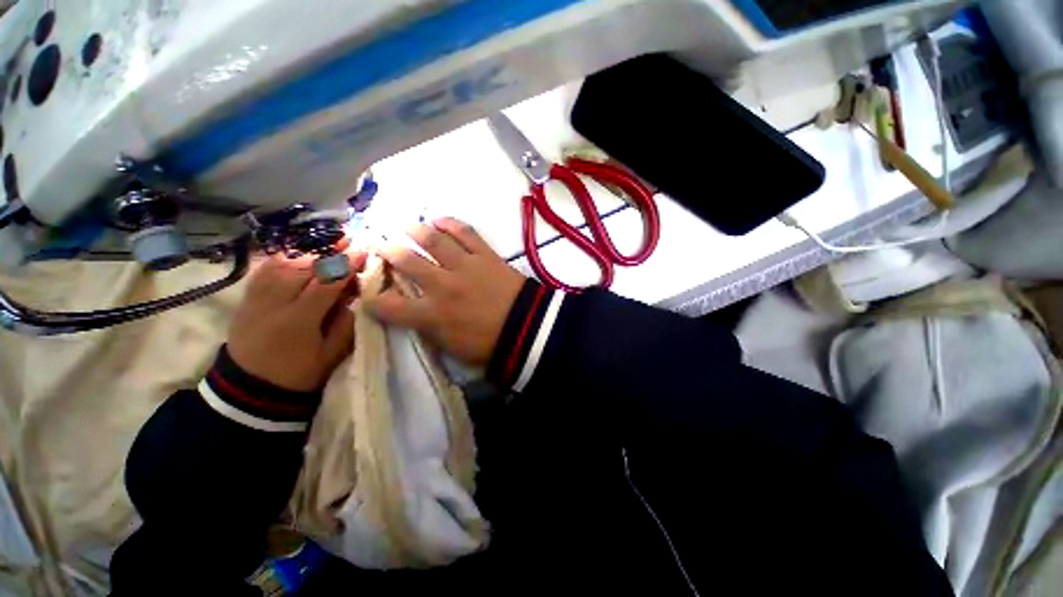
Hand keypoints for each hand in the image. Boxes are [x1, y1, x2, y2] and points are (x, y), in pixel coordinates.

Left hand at [227, 251, 367, 391]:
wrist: (248, 389)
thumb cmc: (298, 375)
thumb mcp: (331, 356)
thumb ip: (346, 325)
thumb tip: (358, 297)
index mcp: (298, 320)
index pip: (325, 284)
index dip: (345, 266)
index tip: (363, 252)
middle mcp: (273, 304)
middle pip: (303, 269)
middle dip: (328, 254)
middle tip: (349, 242)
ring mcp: (255, 299)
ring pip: (283, 266)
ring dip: (309, 254)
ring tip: (328, 245)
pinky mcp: (246, 299)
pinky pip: (264, 271)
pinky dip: (283, 259)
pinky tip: (298, 255)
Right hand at [366, 218, 525, 364]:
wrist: (528, 329)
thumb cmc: (491, 345)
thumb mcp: (453, 348)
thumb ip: (430, 331)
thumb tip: (416, 316)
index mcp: (432, 315)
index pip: (388, 306)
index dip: (371, 300)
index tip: (367, 294)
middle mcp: (442, 285)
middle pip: (406, 260)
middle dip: (387, 251)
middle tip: (381, 245)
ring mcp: (464, 266)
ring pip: (432, 240)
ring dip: (415, 230)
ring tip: (407, 226)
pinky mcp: (486, 255)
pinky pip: (466, 233)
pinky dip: (451, 224)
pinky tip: (440, 219)